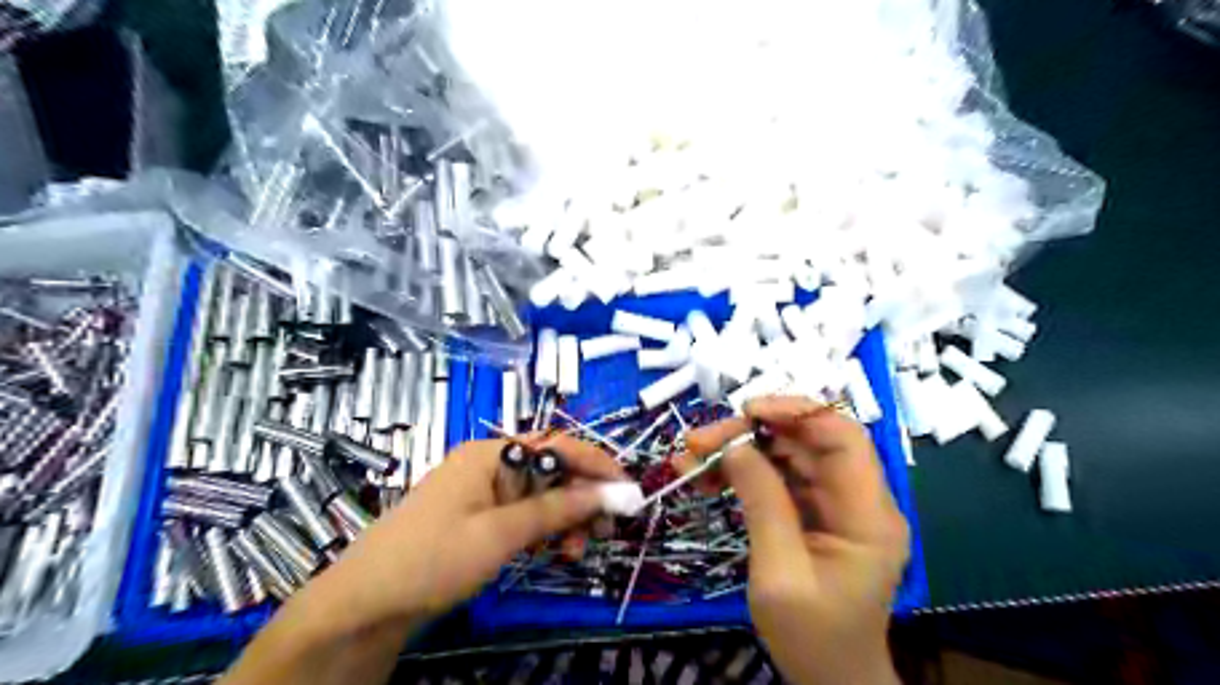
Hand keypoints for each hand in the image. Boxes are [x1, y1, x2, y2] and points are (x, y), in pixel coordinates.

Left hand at [310, 433, 622, 625]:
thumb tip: (612, 493)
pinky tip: (554, 552)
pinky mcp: (479, 519)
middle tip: (607, 529)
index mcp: (491, 454)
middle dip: (583, 497)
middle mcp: (490, 465)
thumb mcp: (502, 533)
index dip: (597, 464)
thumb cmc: (433, 559)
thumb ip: (559, 509)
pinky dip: (544, 531)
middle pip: (551, 471)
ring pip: (541, 497)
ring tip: (578, 550)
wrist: (364, 606)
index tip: (629, 490)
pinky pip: (523, 516)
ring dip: (566, 519)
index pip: (557, 446)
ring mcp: (483, 493)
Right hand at [686, 397, 904, 683]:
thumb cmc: (812, 638)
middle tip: (700, 441)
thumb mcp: (780, 574)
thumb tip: (735, 446)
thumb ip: (762, 504)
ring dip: (739, 450)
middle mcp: (856, 499)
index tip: (747, 410)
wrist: (828, 680)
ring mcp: (832, 504)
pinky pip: (776, 477)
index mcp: (868, 515)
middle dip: (752, 432)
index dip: (799, 412)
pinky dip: (740, 472)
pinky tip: (704, 476)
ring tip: (691, 457)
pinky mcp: (811, 512)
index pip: (844, 438)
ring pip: (786, 454)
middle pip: (807, 441)